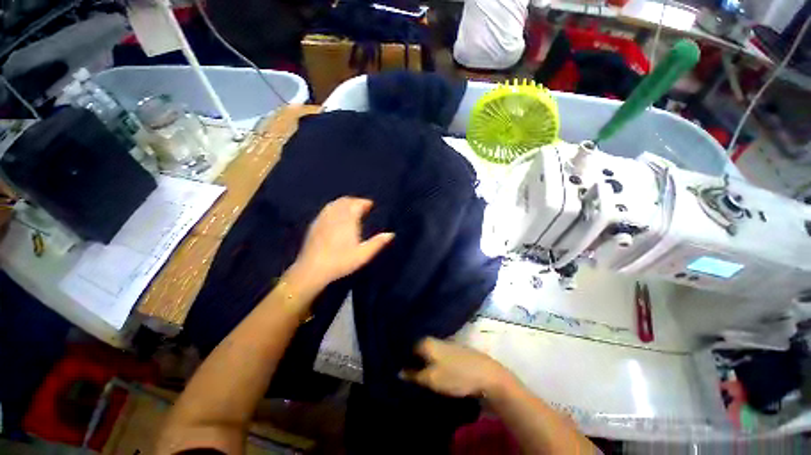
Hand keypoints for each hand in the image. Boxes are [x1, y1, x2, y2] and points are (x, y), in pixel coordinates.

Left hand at [291, 197, 393, 289]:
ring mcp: (323, 218)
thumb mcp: (363, 255)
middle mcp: (335, 215)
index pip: (357, 204)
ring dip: (344, 203)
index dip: (365, 203)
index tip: (371, 205)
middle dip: (355, 201)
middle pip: (345, 201)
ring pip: (335, 203)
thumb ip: (378, 243)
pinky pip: (326, 209)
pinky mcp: (315, 224)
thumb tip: (391, 234)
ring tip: (351, 209)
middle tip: (363, 207)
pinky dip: (334, 207)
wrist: (312, 269)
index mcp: (348, 220)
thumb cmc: (341, 262)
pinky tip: (336, 216)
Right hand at [400, 337, 514, 398]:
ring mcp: (444, 344)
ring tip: (414, 376)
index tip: (393, 369)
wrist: (486, 374)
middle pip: (416, 349)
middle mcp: (433, 339)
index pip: (406, 347)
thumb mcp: (431, 379)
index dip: (399, 358)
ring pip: (426, 353)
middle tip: (402, 375)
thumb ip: (413, 375)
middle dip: (410, 361)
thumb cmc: (456, 375)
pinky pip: (435, 356)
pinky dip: (430, 363)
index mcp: (426, 342)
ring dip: (421, 363)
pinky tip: (429, 372)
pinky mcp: (452, 351)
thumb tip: (399, 372)